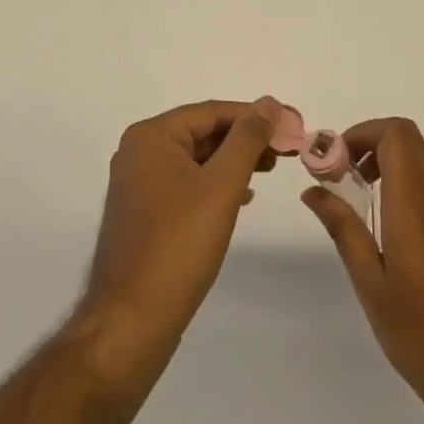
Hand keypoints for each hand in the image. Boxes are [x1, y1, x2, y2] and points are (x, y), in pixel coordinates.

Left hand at [76, 98, 278, 386]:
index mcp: (151, 137)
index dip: (255, 116)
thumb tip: (269, 102)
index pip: (212, 112)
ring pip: (196, 159)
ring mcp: (138, 184)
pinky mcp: (144, 213)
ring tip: (269, 170)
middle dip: (245, 139)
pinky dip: (215, 184)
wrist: (131, 321)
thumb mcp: (222, 185)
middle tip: (286, 151)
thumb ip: (247, 138)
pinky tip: (241, 198)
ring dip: (233, 161)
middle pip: (203, 132)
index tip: (292, 125)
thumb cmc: (179, 245)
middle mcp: (139, 152)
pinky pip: (186, 183)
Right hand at [303, 118, 423, 423]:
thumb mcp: (371, 284)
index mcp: (415, 205)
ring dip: (395, 161)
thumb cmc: (421, 337)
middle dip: (372, 144)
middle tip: (344, 177)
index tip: (335, 162)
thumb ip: (343, 229)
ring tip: (369, 196)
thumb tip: (313, 190)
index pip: (396, 134)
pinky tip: (406, 218)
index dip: (363, 133)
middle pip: (411, 139)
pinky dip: (421, 181)